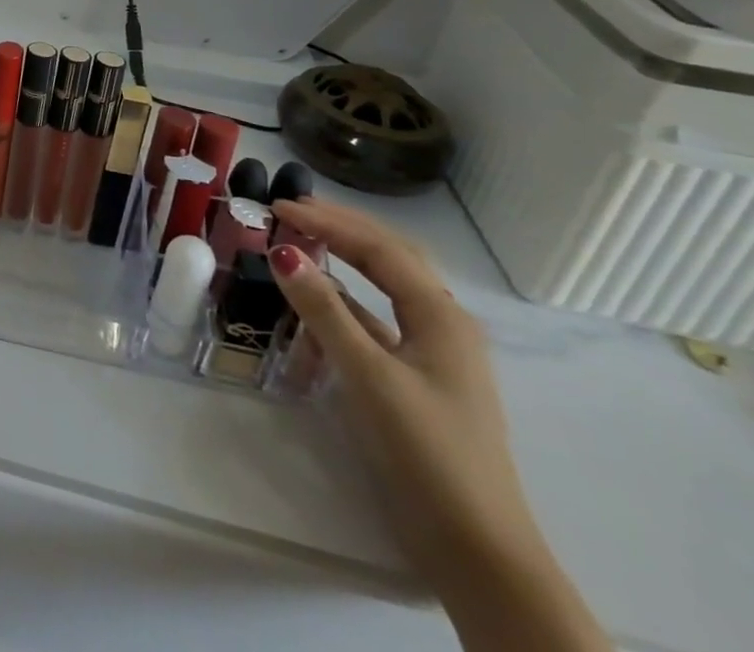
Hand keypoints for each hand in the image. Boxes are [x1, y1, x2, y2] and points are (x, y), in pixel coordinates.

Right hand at [269, 199, 610, 650]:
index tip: (277, 207)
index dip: (327, 222)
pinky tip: (315, 307)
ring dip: (343, 261)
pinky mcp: (419, 378)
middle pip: (389, 257)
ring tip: (300, 244)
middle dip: (341, 229)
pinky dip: (343, 304)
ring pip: (384, 287)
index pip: (378, 247)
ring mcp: (434, 353)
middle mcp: (443, 324)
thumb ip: (324, 310)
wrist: (476, 546)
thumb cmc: (425, 450)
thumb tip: (282, 250)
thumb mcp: (368, 375)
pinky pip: (377, 321)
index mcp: (440, 315)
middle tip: (290, 211)